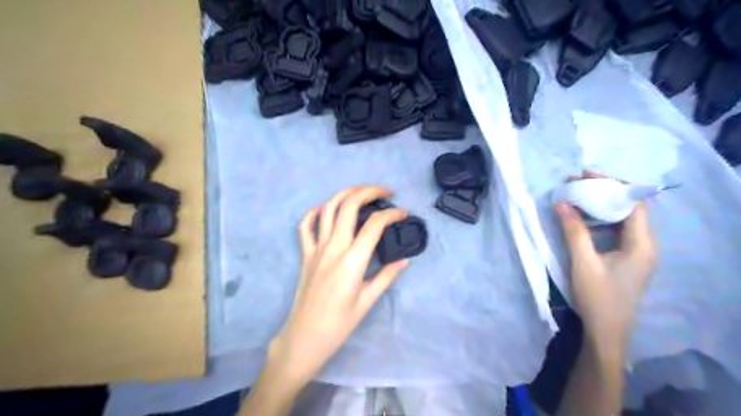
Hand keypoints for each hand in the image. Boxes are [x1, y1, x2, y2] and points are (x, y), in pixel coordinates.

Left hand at [271, 186, 410, 386]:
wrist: (305, 337)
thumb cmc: (339, 323)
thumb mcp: (368, 301)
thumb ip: (386, 276)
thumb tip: (405, 260)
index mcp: (353, 260)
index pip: (375, 224)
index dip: (392, 214)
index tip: (404, 213)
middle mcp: (334, 247)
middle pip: (350, 205)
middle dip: (369, 191)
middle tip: (386, 192)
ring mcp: (316, 248)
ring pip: (329, 209)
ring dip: (346, 193)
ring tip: (362, 191)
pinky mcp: (305, 254)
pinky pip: (305, 226)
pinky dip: (315, 212)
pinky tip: (325, 209)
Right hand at [555, 171, 658, 342]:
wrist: (606, 331)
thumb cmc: (598, 297)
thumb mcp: (583, 261)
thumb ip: (573, 230)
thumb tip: (561, 202)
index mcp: (642, 243)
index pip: (633, 202)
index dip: (611, 184)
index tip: (585, 175)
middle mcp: (646, 244)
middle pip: (629, 207)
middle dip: (603, 192)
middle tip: (576, 183)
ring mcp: (637, 252)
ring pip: (621, 219)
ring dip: (599, 205)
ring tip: (576, 196)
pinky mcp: (627, 258)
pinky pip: (616, 230)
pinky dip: (599, 219)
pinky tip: (582, 218)